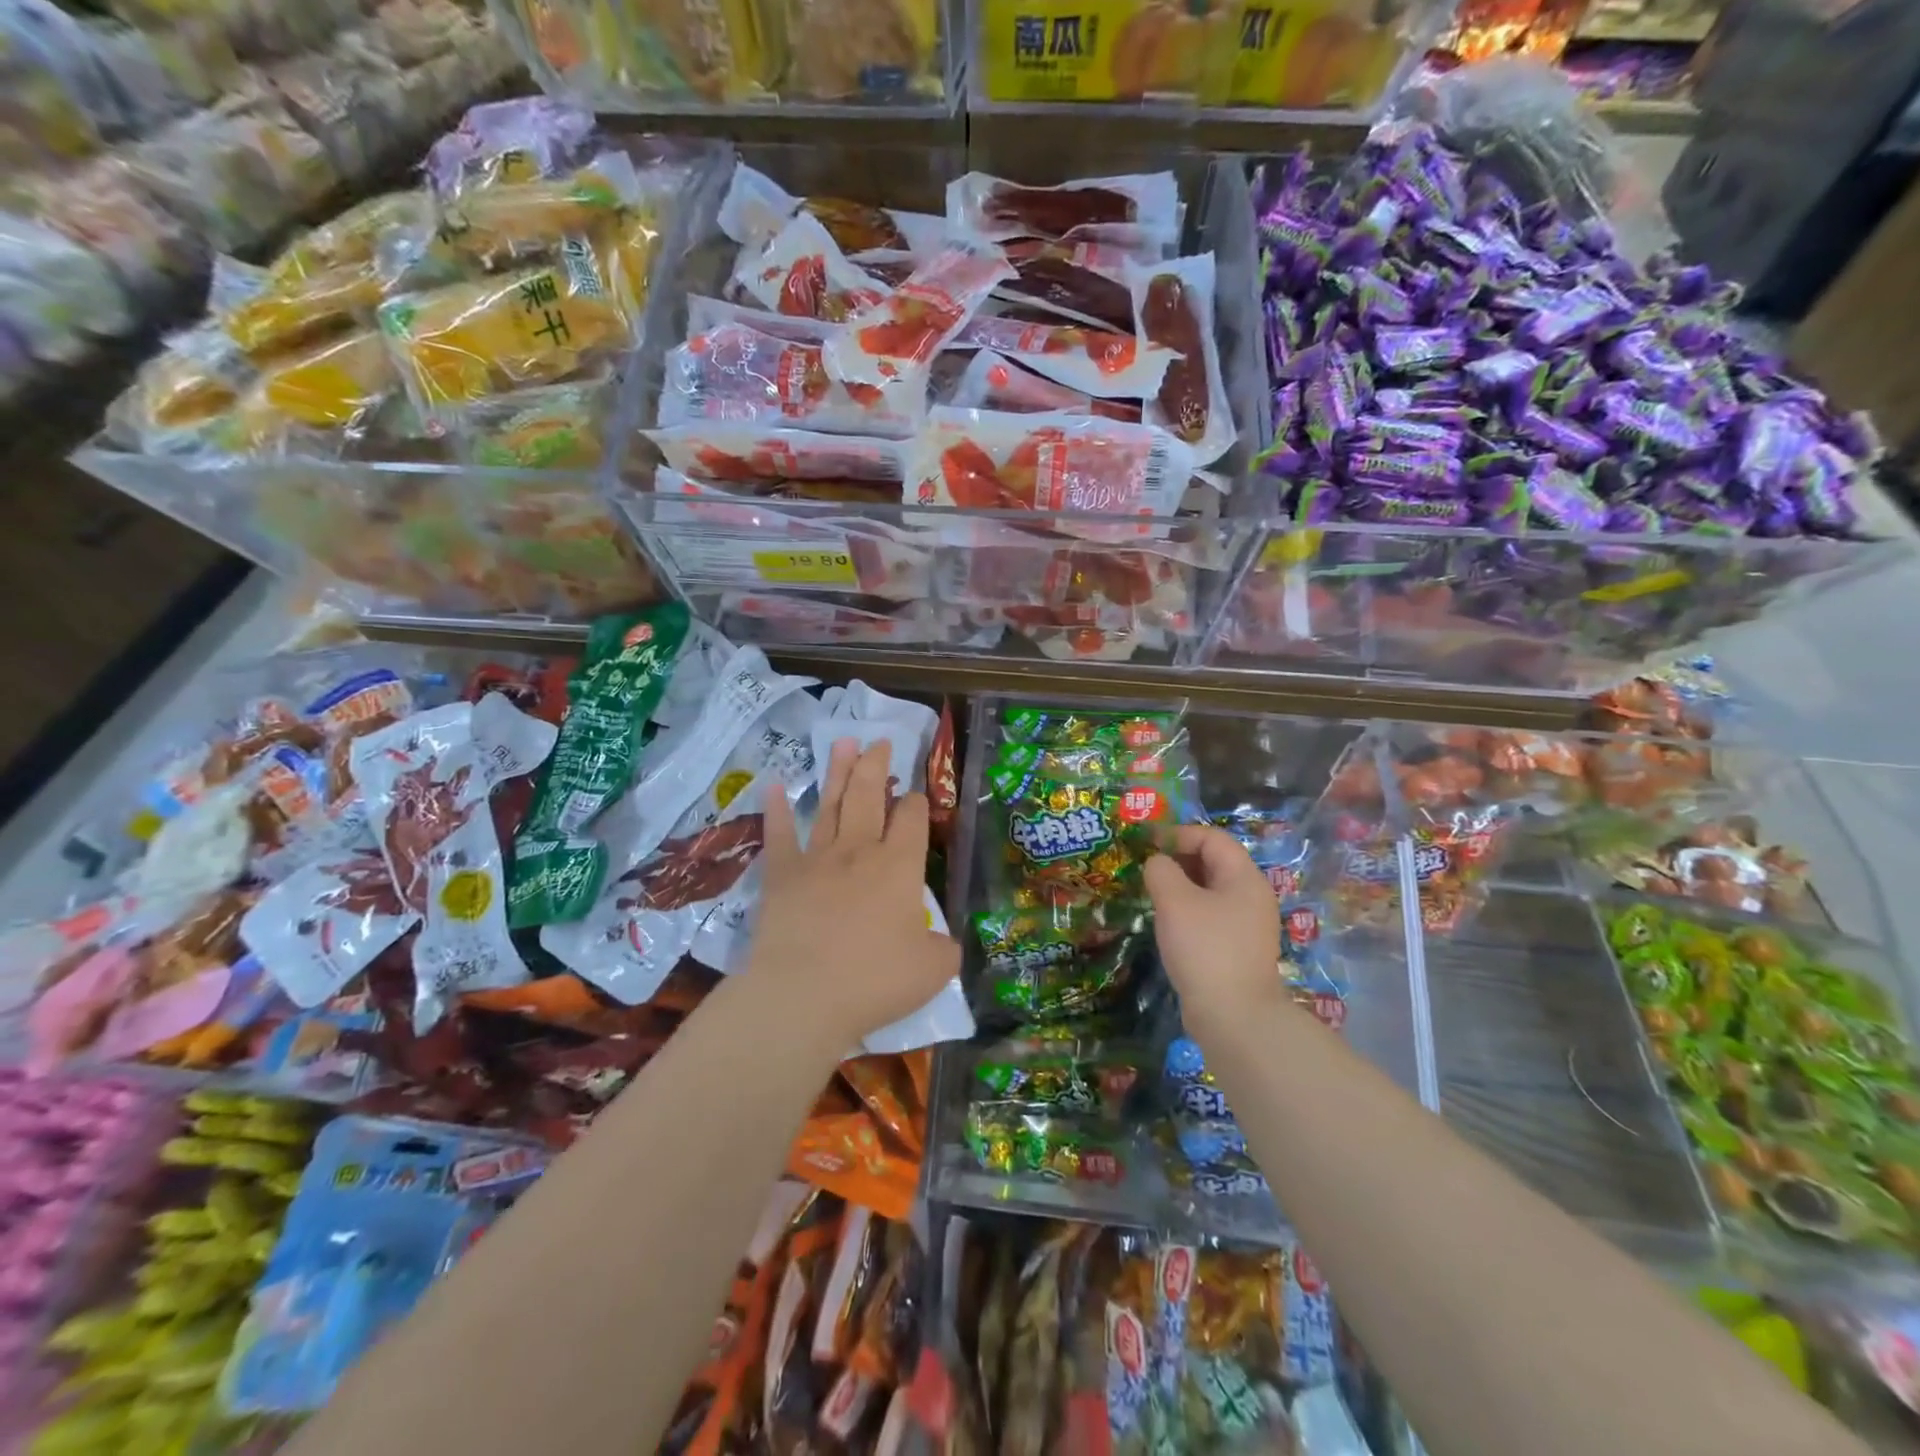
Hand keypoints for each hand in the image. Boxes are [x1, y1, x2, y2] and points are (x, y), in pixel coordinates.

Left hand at [747, 738, 959, 1049]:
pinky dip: (776, 810)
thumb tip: (945, 943)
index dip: (916, 803)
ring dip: (838, 772)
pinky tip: (774, 786)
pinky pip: (778, 835)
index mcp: (900, 866)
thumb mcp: (932, 971)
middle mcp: (860, 851)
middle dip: (877, 765)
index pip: (912, 819)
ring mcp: (817, 858)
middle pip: (869, 796)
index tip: (916, 797)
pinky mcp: (782, 875)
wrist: (804, 995)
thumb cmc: (875, 981)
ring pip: (830, 804)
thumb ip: (944, 949)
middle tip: (880, 741)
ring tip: (843, 742)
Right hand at [1143, 825, 1283, 1030]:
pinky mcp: (1237, 949)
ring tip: (1151, 892)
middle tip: (1145, 866)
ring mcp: (1247, 925)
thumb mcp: (1175, 901)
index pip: (1212, 838)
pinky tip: (1167, 923)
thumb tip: (1157, 863)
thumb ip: (1161, 871)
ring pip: (1210, 890)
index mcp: (1244, 878)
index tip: (1146, 842)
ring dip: (1180, 885)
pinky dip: (1187, 910)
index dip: (1178, 834)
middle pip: (1214, 862)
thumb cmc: (1205, 948)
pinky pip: (1210, 915)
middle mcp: (1251, 896)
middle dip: (1178, 858)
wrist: (1234, 1017)